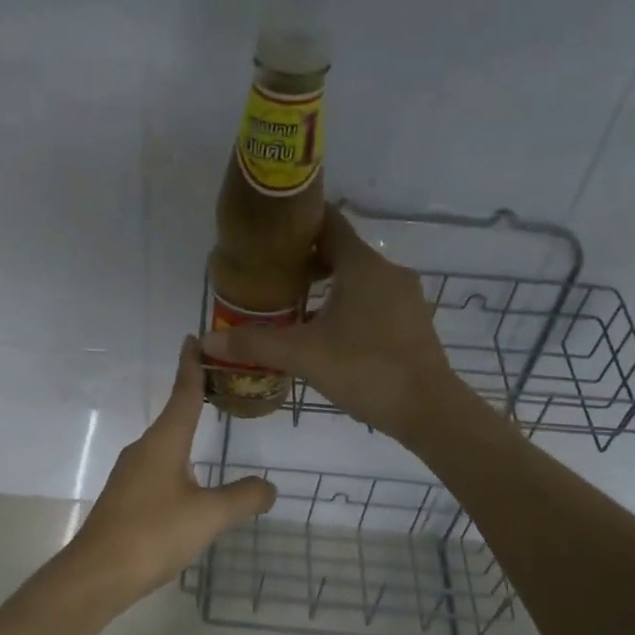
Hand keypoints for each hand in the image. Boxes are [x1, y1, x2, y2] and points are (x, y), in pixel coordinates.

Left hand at [64, 337, 277, 602]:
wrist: (97, 574)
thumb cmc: (153, 534)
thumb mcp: (209, 516)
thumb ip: (243, 498)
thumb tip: (270, 487)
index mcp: (163, 442)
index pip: (182, 393)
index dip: (191, 366)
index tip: (193, 338)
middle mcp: (143, 450)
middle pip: (173, 416)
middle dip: (193, 398)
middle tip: (219, 384)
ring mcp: (130, 475)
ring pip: (164, 445)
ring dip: (184, 433)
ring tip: (207, 430)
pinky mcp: (125, 499)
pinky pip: (157, 469)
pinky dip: (177, 462)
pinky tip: (188, 484)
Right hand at [201, 206, 465, 444]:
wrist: (428, 409)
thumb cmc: (365, 369)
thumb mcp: (303, 355)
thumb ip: (255, 345)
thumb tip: (207, 342)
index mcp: (362, 266)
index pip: (328, 225)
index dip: (299, 225)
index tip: (270, 235)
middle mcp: (388, 272)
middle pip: (342, 253)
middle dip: (307, 263)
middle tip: (273, 279)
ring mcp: (405, 298)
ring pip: (359, 280)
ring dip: (328, 288)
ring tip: (295, 308)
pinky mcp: (412, 323)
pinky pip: (374, 302)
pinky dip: (349, 307)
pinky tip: (330, 334)